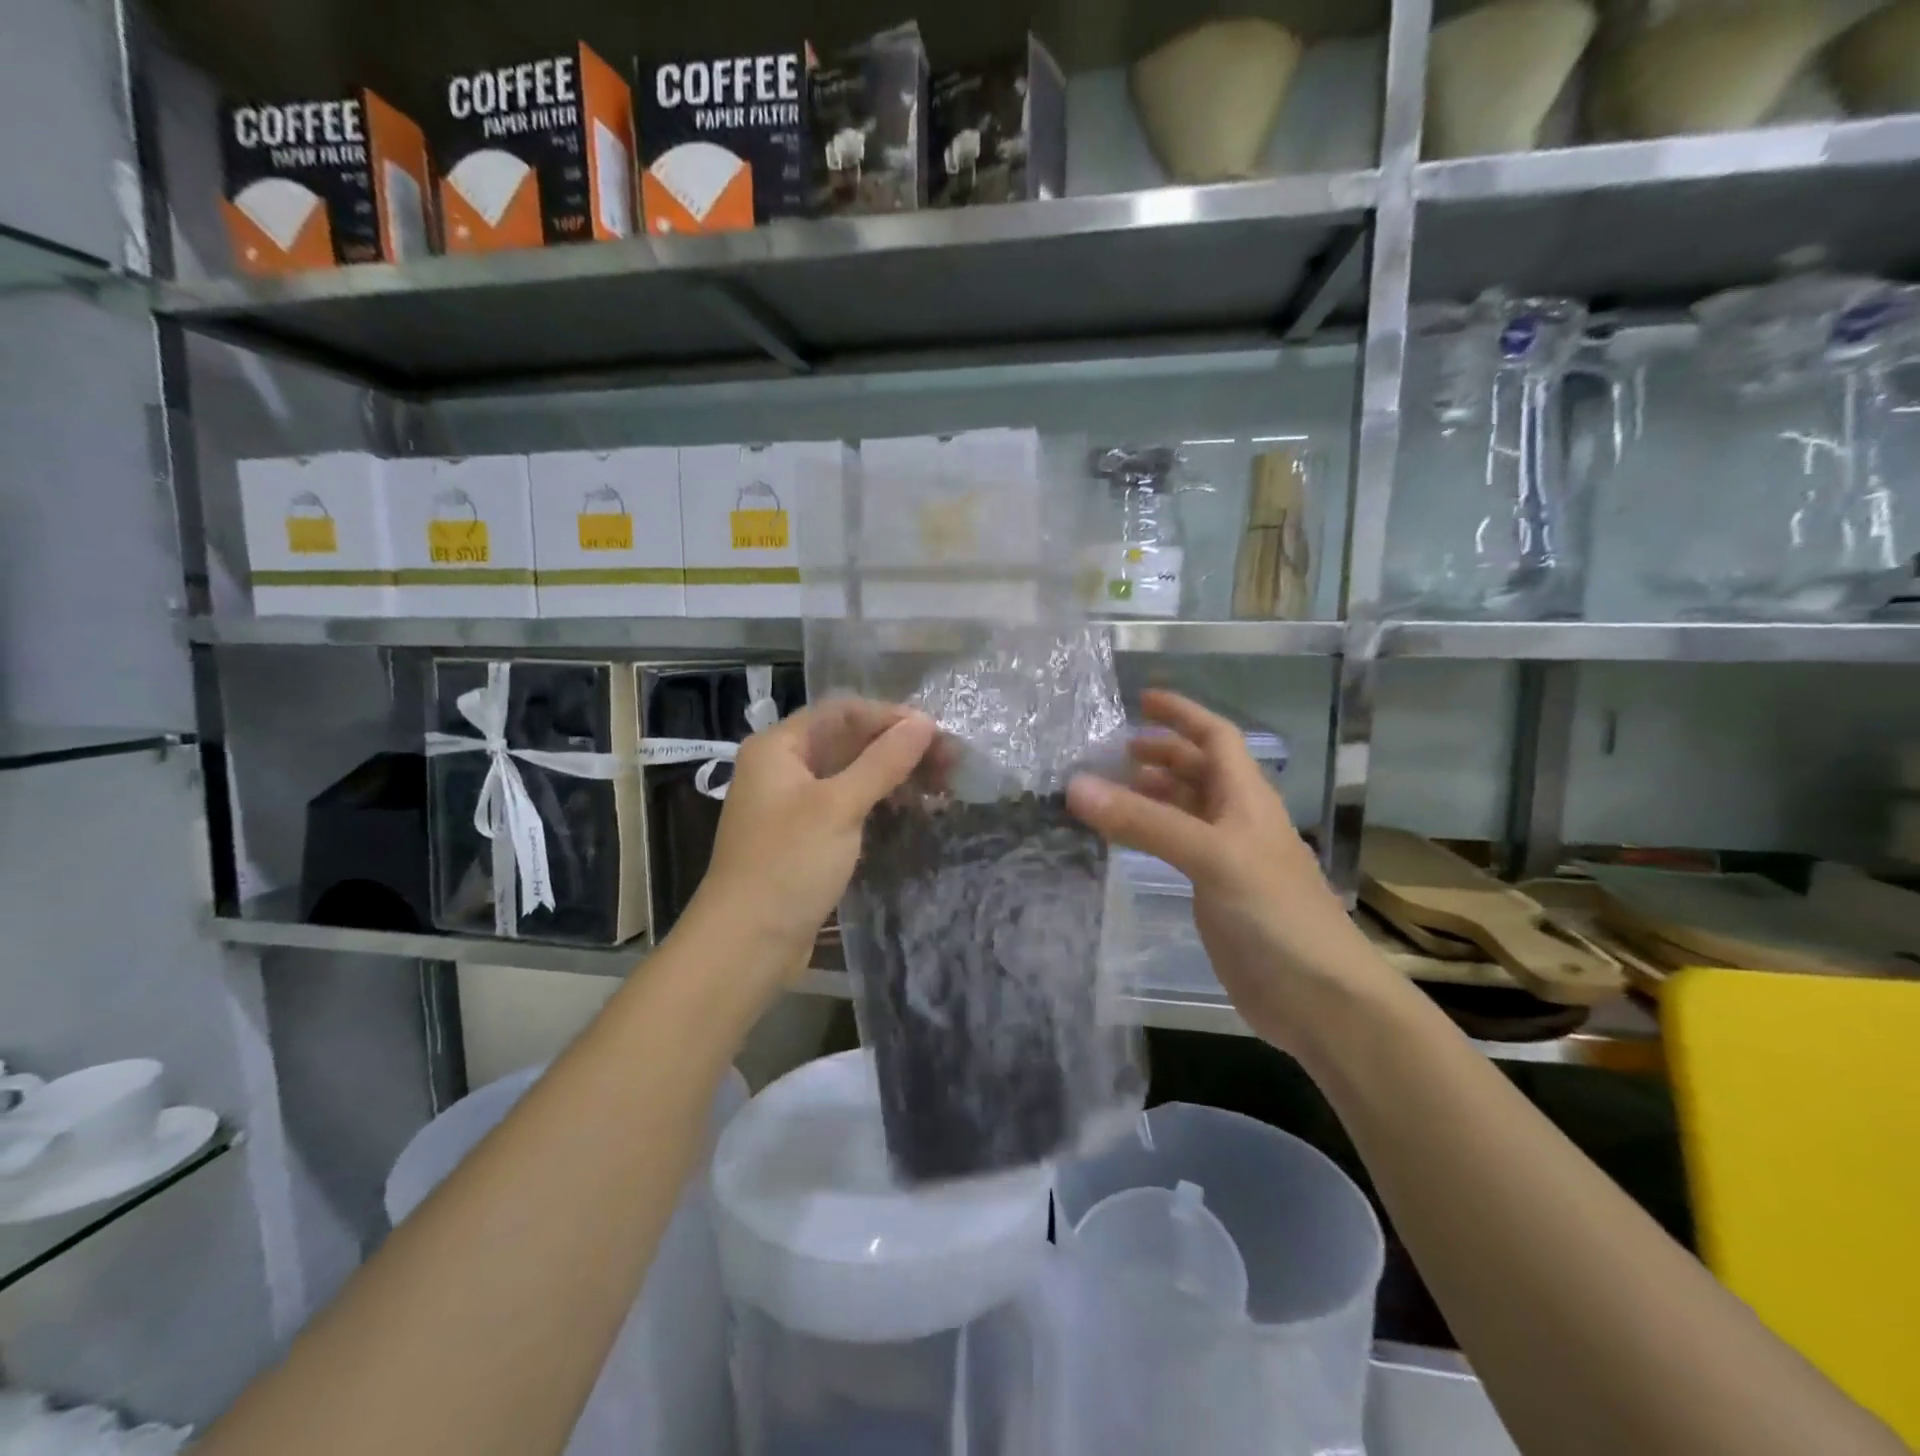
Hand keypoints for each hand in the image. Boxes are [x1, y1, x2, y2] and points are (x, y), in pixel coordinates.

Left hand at [692, 697, 936, 966]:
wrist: (747, 944)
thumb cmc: (788, 864)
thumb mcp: (839, 806)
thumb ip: (883, 761)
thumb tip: (924, 722)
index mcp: (779, 746)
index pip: (842, 712)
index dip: (890, 717)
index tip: (936, 733)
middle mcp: (784, 767)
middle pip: (849, 741)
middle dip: (899, 748)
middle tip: (950, 762)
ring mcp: (795, 804)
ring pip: (853, 775)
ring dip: (895, 776)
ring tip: (941, 787)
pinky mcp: (807, 837)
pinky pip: (849, 805)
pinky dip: (880, 803)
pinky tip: (913, 811)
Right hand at [1066, 689, 1386, 1053]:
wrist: (1319, 998)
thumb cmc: (1274, 913)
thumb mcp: (1211, 856)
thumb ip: (1144, 822)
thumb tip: (1076, 786)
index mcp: (1247, 798)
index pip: (1216, 738)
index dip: (1183, 715)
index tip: (1142, 700)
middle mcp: (1239, 820)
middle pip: (1200, 771)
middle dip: (1162, 754)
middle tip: (1115, 751)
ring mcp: (1229, 859)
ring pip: (1187, 810)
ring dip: (1154, 794)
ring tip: (1110, 790)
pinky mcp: (1217, 895)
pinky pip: (1178, 849)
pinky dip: (1151, 835)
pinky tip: (1127, 842)